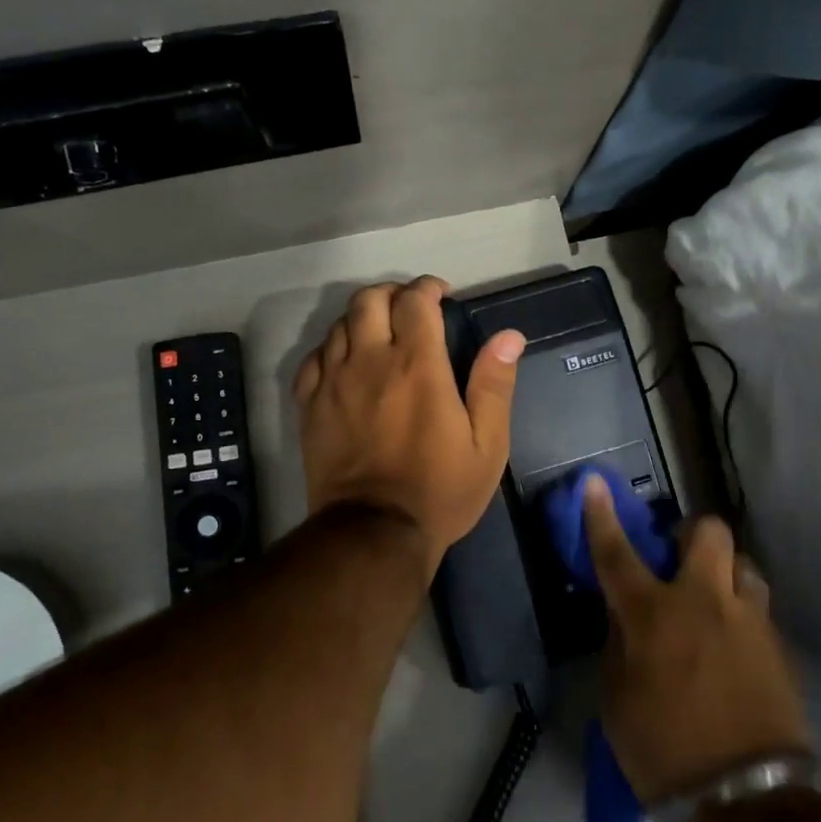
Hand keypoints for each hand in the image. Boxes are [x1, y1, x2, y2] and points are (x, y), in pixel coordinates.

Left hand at [293, 278, 524, 569]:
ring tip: (380, 334)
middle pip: (369, 300)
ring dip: (362, 318)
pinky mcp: (310, 406)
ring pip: (338, 324)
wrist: (373, 533)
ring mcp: (334, 382)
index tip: (441, 295)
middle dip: (391, 293)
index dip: (428, 288)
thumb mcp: (487, 445)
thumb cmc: (439, 490)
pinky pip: (313, 358)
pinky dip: (331, 349)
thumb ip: (495, 385)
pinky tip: (345, 362)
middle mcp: (371, 361)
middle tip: (409, 308)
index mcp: (417, 365)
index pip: (415, 300)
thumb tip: (509, 336)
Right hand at [585, 478, 811, 801]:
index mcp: (653, 615)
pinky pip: (759, 609)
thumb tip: (624, 616)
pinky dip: (742, 615)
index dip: (602, 515)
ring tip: (715, 605)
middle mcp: (704, 602)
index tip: (595, 482)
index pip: (618, 553)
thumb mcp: (617, 699)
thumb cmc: (663, 751)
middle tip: (679, 560)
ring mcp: (749, 621)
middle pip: (708, 533)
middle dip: (692, 535)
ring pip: (744, 565)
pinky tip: (735, 648)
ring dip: (725, 575)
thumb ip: (619, 644)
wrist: (745, 803)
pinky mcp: (779, 648)